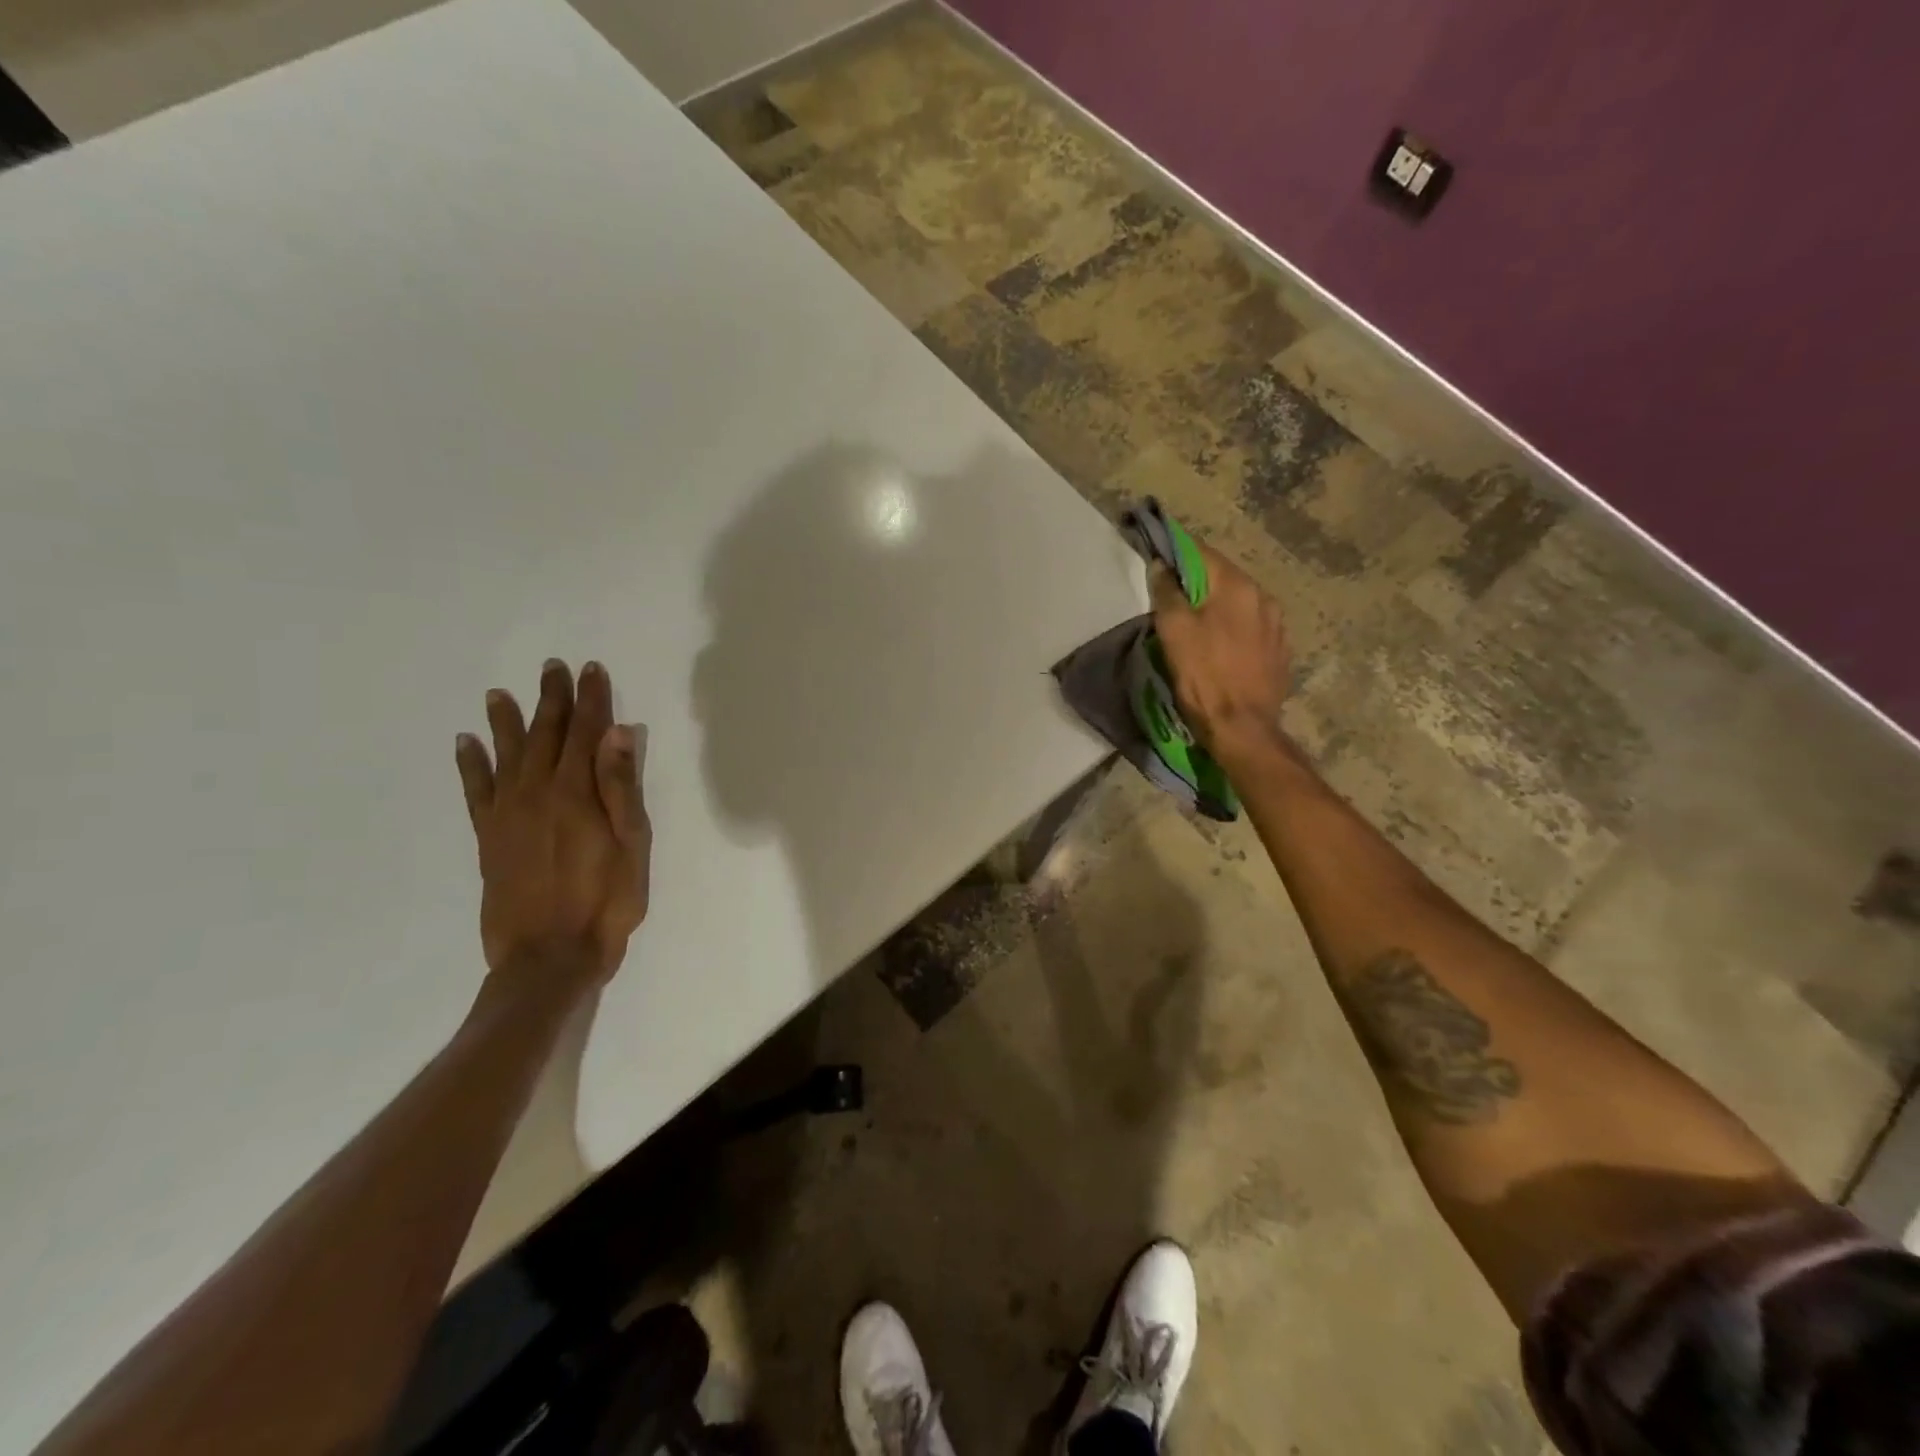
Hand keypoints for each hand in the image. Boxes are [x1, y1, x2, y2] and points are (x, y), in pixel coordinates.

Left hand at [455, 659, 650, 1001]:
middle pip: (545, 735)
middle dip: (552, 699)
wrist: (549, 956)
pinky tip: (465, 743)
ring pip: (506, 754)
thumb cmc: (606, 901)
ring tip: (499, 693)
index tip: (591, 669)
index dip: (591, 699)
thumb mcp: (632, 845)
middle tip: (552, 667)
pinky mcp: (488, 838)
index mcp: (577, 793)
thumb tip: (617, 733)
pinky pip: (475, 790)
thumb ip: (621, 787)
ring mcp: (507, 814)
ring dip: (506, 721)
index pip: (586, 732)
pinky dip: (470, 764)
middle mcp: (537, 793)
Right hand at [1149, 539, 1290, 763]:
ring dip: (1217, 608)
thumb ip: (1167, 593)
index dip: (1177, 554)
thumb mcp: (1174, 632)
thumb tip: (1162, 566)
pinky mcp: (1280, 652)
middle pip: (1223, 578)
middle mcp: (1264, 597)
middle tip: (1173, 599)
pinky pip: (1252, 629)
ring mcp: (1277, 626)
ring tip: (1197, 626)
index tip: (1159, 560)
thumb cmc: (1203, 676)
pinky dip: (1233, 629)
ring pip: (1239, 604)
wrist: (1242, 729)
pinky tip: (1221, 648)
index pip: (1203, 553)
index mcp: (1238, 587)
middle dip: (1198, 583)